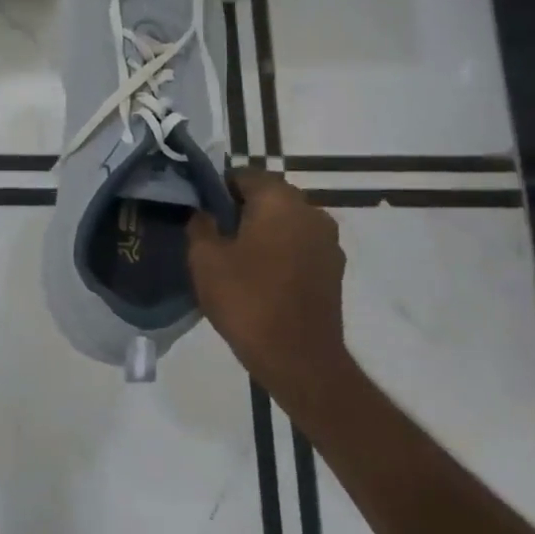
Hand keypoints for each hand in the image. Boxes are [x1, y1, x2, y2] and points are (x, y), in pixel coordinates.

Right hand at [188, 171, 349, 413]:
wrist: (298, 359)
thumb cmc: (246, 299)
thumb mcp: (204, 258)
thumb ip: (201, 224)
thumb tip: (205, 212)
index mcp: (279, 200)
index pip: (243, 175)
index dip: (217, 188)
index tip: (200, 210)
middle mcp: (311, 211)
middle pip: (268, 195)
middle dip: (241, 208)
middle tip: (214, 233)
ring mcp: (328, 241)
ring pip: (285, 221)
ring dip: (262, 229)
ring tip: (236, 256)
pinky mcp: (334, 268)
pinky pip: (299, 244)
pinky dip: (280, 250)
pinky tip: (260, 274)